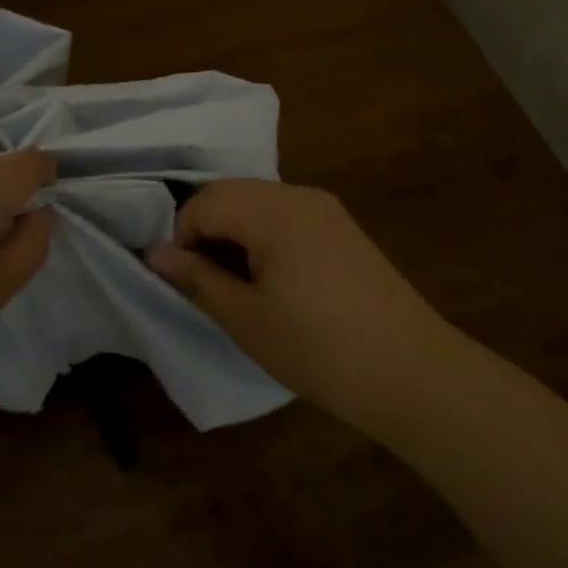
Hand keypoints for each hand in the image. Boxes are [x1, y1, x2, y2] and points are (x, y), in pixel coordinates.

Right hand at [148, 179, 453, 435]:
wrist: (413, 373)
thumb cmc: (318, 348)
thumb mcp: (246, 318)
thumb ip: (197, 279)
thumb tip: (155, 254)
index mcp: (271, 209)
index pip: (205, 201)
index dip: (183, 238)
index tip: (186, 282)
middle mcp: (298, 195)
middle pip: (232, 194)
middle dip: (208, 231)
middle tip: (207, 285)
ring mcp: (326, 210)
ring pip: (259, 203)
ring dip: (236, 234)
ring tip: (238, 287)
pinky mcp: (344, 229)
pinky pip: (287, 217)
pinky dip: (266, 238)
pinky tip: (276, 282)